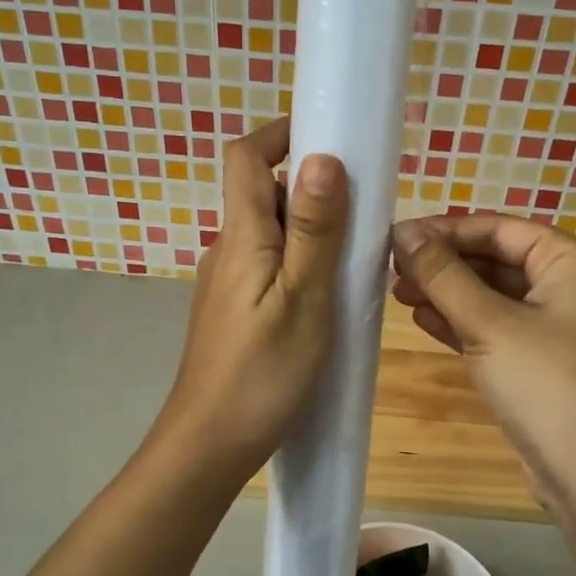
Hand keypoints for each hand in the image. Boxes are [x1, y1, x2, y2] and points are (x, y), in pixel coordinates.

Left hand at [160, 118, 347, 476]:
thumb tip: (322, 157)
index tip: (329, 135)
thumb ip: (314, 230)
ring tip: (355, 258)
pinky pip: (268, 268)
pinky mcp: (233, 312)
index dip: (281, 133)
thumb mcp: (303, 298)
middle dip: (311, 187)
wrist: (211, 442)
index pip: (246, 157)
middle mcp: (227, 250)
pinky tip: (327, 298)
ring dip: (310, 230)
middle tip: (363, 209)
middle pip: (263, 194)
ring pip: (269, 235)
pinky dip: (298, 264)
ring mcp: (226, 283)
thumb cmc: (263, 372)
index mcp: (241, 237)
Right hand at [390, 213, 575, 506]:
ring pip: (491, 296)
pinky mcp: (539, 362)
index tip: (396, 237)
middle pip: (495, 260)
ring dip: (446, 293)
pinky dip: (460, 323)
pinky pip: (495, 329)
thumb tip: (403, 231)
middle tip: (390, 270)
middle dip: (443, 264)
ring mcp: (555, 327)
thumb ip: (443, 275)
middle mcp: (568, 286)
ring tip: (396, 294)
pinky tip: (422, 320)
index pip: (499, 228)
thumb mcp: (490, 324)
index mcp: (572, 262)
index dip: (445, 229)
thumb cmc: (547, 384)